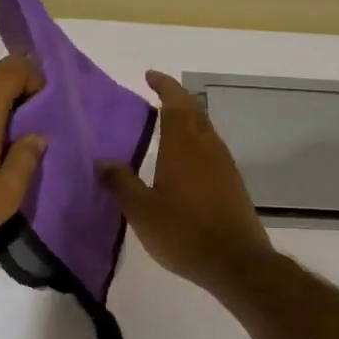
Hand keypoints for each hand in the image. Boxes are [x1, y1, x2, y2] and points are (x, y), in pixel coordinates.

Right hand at [100, 71, 273, 292]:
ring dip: (188, 120)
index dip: (164, 86)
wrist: (235, 262)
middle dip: (176, 98)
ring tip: (167, 124)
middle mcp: (207, 147)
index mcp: (184, 146)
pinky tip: (184, 160)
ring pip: (205, 130)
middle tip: (157, 95)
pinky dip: (196, 142)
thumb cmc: (183, 232)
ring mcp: (224, 165)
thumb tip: (103, 161)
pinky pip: (211, 150)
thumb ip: (121, 182)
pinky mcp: (233, 183)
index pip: (176, 103)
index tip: (150, 76)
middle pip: (194, 112)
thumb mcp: (141, 210)